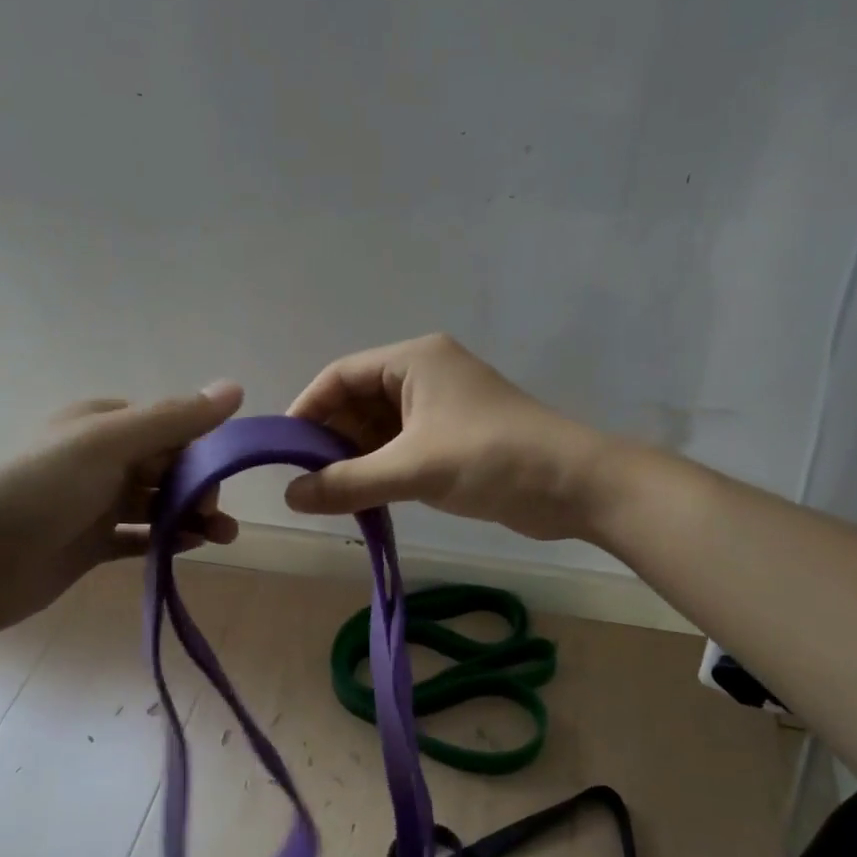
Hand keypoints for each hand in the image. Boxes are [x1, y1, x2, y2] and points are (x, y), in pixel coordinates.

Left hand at [0, 382, 243, 634]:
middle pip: (168, 466)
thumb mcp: (108, 443)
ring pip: (157, 504)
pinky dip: (166, 540)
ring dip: (192, 516)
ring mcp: (94, 504)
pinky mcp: (89, 544)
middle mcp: (101, 459)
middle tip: (214, 515)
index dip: (202, 448)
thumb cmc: (39, 489)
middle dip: (200, 486)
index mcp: (103, 424)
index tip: (220, 475)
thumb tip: (235, 386)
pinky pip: (139, 537)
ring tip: (223, 538)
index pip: (170, 426)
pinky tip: (190, 548)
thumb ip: (173, 419)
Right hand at [283, 334, 607, 539]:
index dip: (307, 410)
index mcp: (414, 359)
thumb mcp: (412, 468)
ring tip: (328, 494)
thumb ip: (346, 483)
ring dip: (355, 457)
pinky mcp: (454, 436)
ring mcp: (441, 406)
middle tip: (304, 480)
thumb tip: (288, 497)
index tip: (282, 451)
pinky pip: (401, 446)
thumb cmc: (490, 458)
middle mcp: (424, 373)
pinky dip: (380, 468)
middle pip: (358, 400)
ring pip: (379, 427)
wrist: (574, 485)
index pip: (340, 375)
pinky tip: (363, 497)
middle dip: (330, 438)